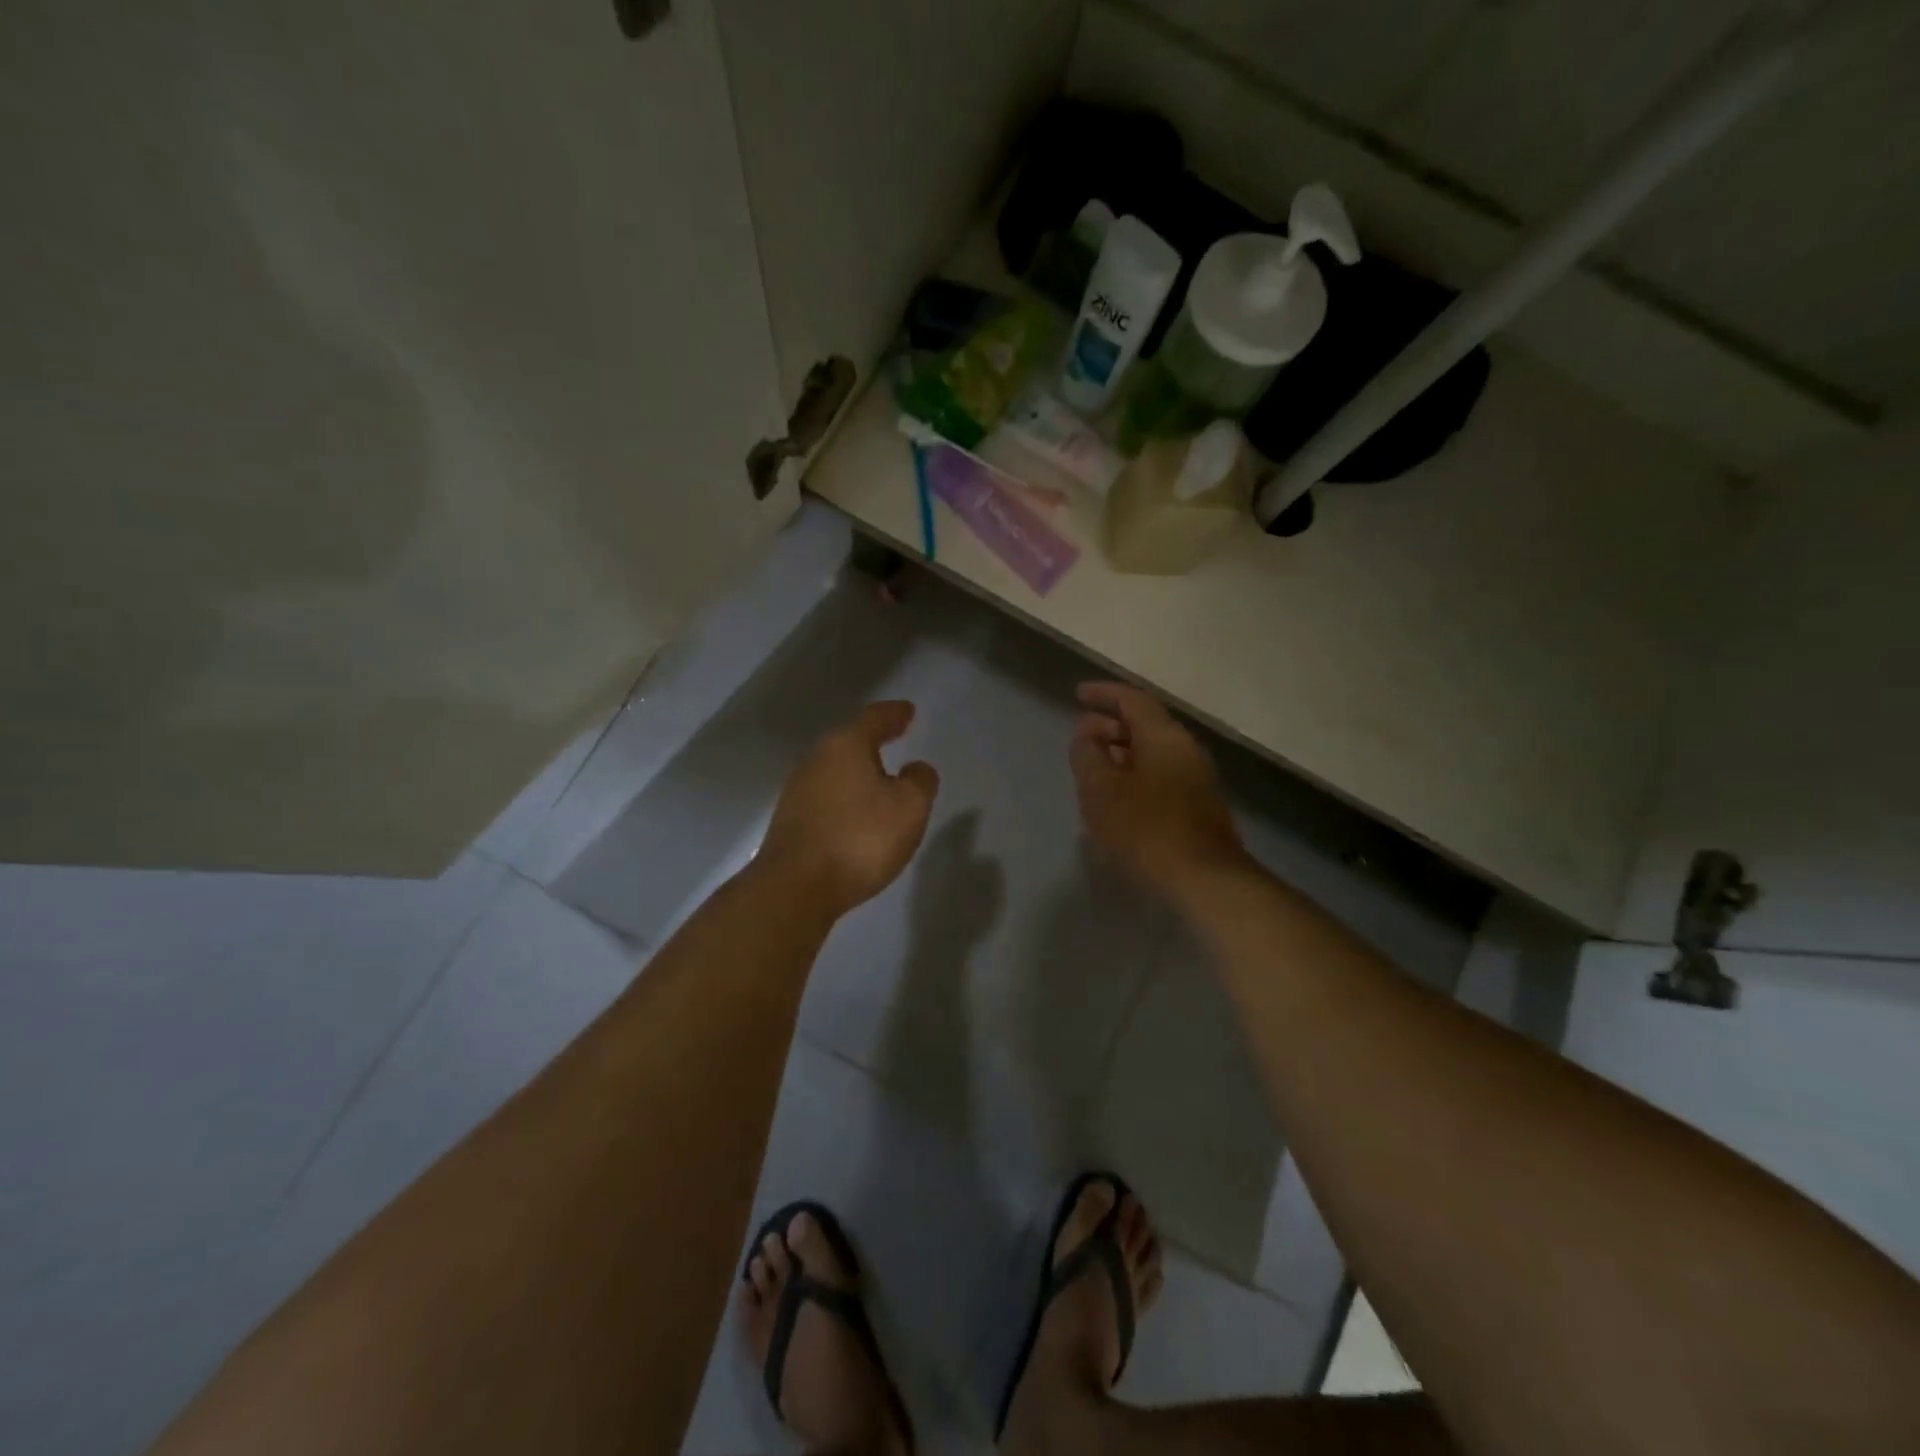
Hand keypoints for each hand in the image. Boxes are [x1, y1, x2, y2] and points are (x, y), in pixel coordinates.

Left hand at [759, 701, 940, 917]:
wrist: (796, 887)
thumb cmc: (860, 838)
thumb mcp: (909, 807)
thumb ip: (920, 781)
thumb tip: (916, 768)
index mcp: (845, 746)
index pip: (874, 718)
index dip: (894, 714)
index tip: (908, 711)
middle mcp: (816, 759)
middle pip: (849, 741)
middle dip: (873, 740)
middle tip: (894, 738)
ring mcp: (798, 790)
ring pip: (835, 770)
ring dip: (857, 772)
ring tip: (880, 780)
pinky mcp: (790, 821)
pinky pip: (826, 797)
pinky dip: (845, 797)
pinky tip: (856, 814)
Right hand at [1070, 681, 1248, 903]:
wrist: (1204, 880)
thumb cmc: (1145, 828)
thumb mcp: (1101, 789)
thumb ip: (1088, 754)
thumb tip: (1086, 733)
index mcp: (1163, 736)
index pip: (1132, 699)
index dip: (1103, 693)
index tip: (1078, 694)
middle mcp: (1186, 749)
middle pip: (1145, 724)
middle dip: (1110, 725)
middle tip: (1081, 735)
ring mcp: (1197, 778)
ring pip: (1153, 752)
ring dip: (1122, 753)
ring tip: (1094, 768)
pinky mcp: (1199, 806)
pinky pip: (1161, 775)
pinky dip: (1135, 774)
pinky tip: (1118, 797)